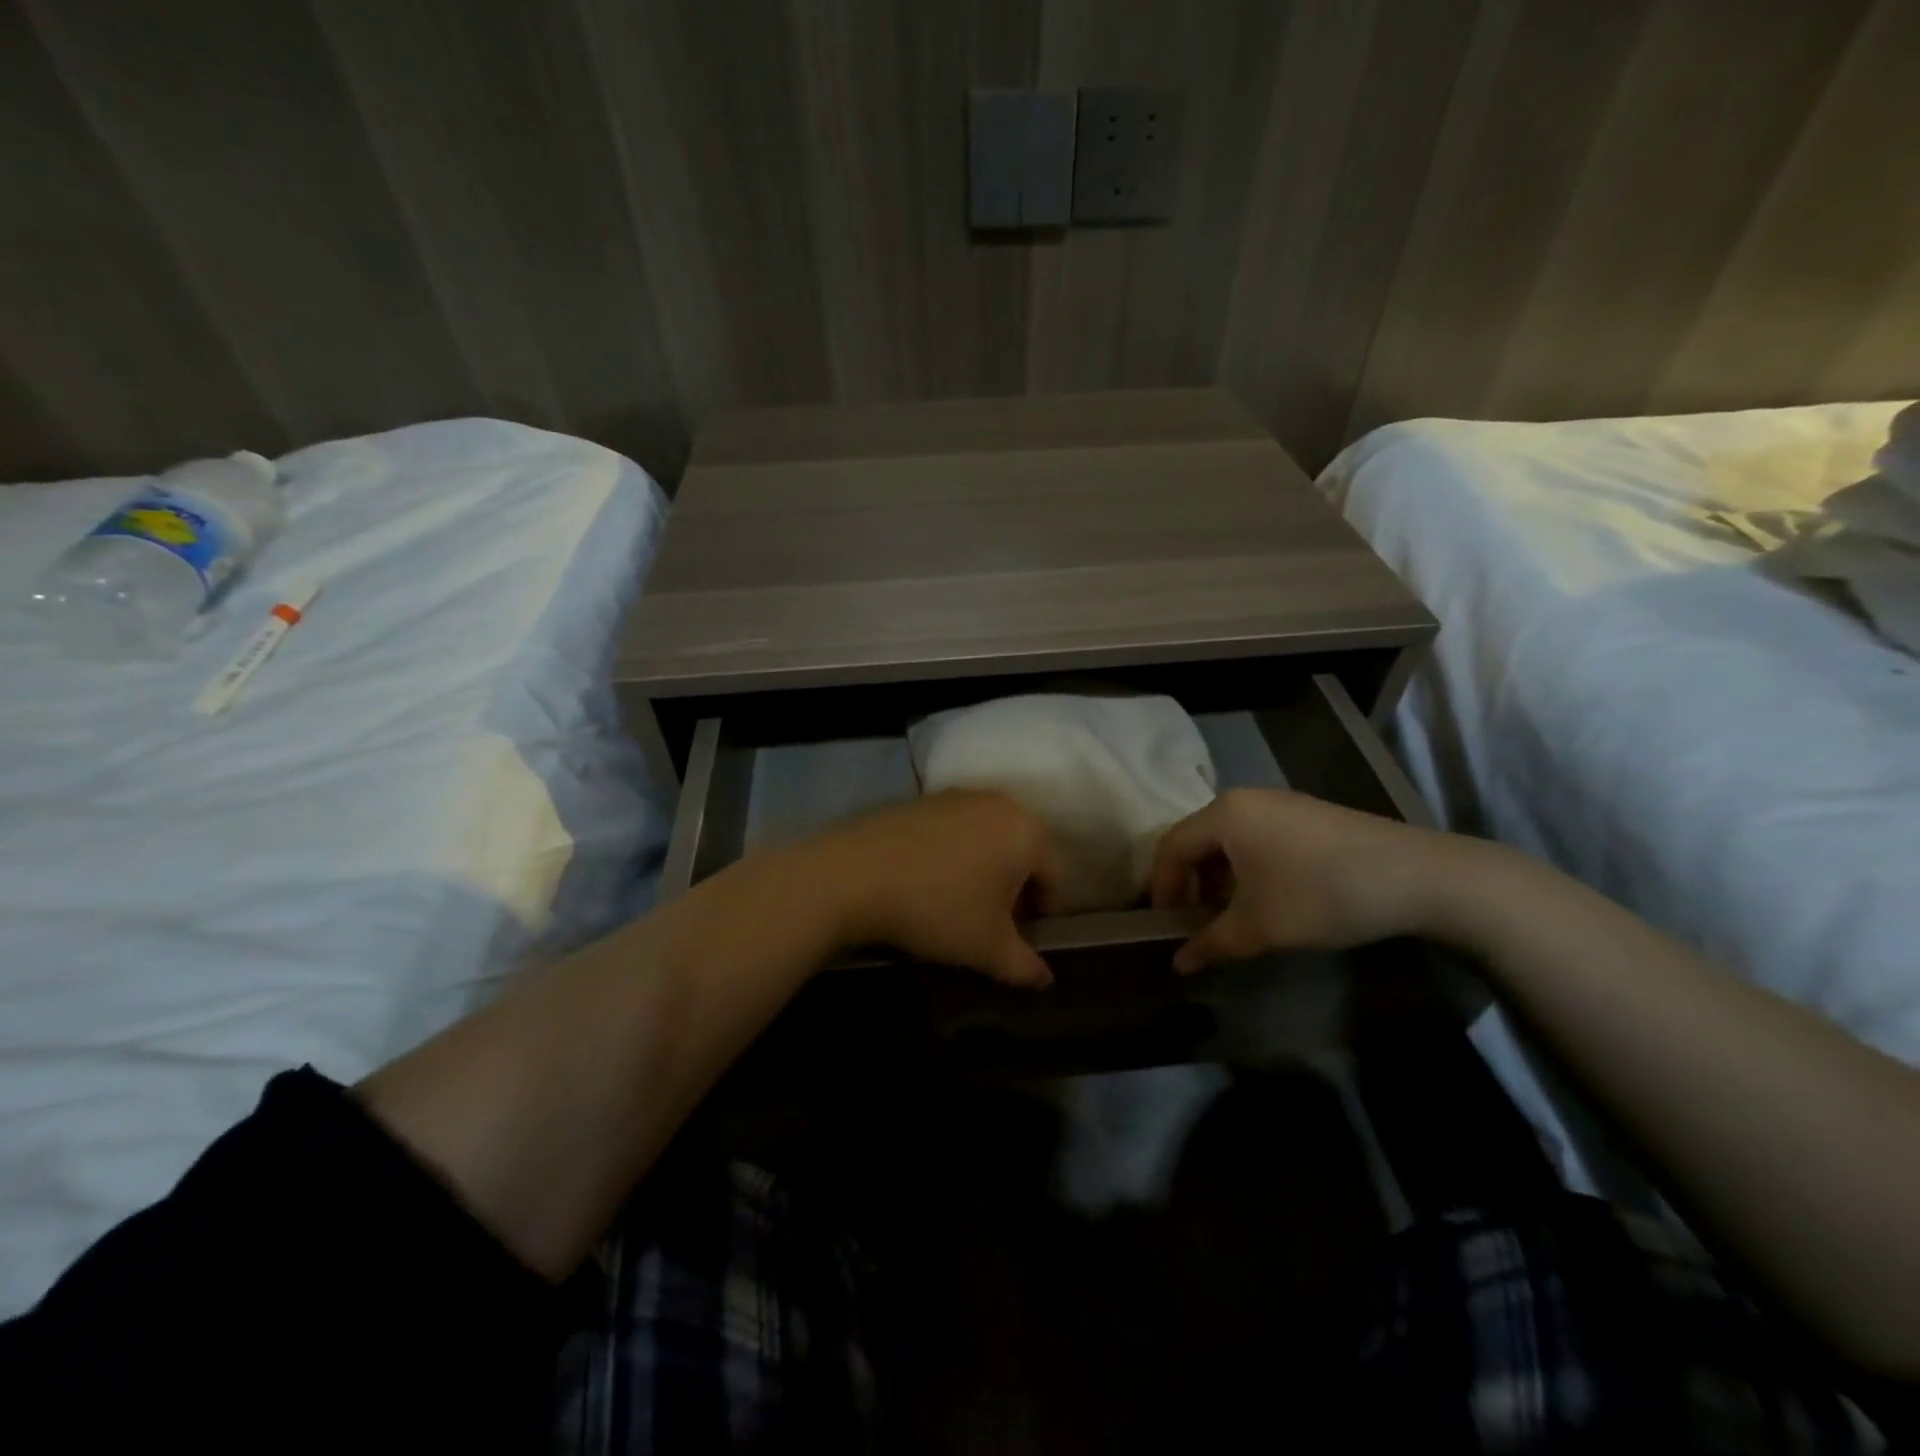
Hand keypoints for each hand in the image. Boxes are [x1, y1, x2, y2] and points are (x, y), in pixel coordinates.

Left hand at [816, 791, 1064, 988]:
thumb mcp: (988, 949)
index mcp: (1027, 832)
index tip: (1023, 941)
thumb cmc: (938, 909)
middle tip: (994, 925)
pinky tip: (928, 883)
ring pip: (987, 839)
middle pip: (1022, 852)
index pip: (1055, 876)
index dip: (1044, 915)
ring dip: (985, 871)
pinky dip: (953, 856)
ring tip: (960, 906)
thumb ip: (1025, 966)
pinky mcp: (922, 799)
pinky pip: (954, 831)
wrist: (855, 874)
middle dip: (1015, 890)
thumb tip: (1045, 979)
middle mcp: (999, 803)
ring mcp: (957, 796)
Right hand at [1148, 788, 1469, 972]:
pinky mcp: (1309, 815)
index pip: (1171, 846)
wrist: (1417, 877)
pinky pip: (1258, 838)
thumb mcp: (1259, 927)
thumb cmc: (1320, 895)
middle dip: (1190, 884)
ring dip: (1220, 879)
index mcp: (1224, 815)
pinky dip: (1248, 868)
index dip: (1161, 887)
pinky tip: (1268, 899)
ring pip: (1230, 840)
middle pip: (1199, 840)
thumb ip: (1211, 944)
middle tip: (1196, 923)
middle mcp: (1246, 799)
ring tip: (1231, 917)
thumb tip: (1179, 964)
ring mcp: (1281, 804)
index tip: (1166, 925)